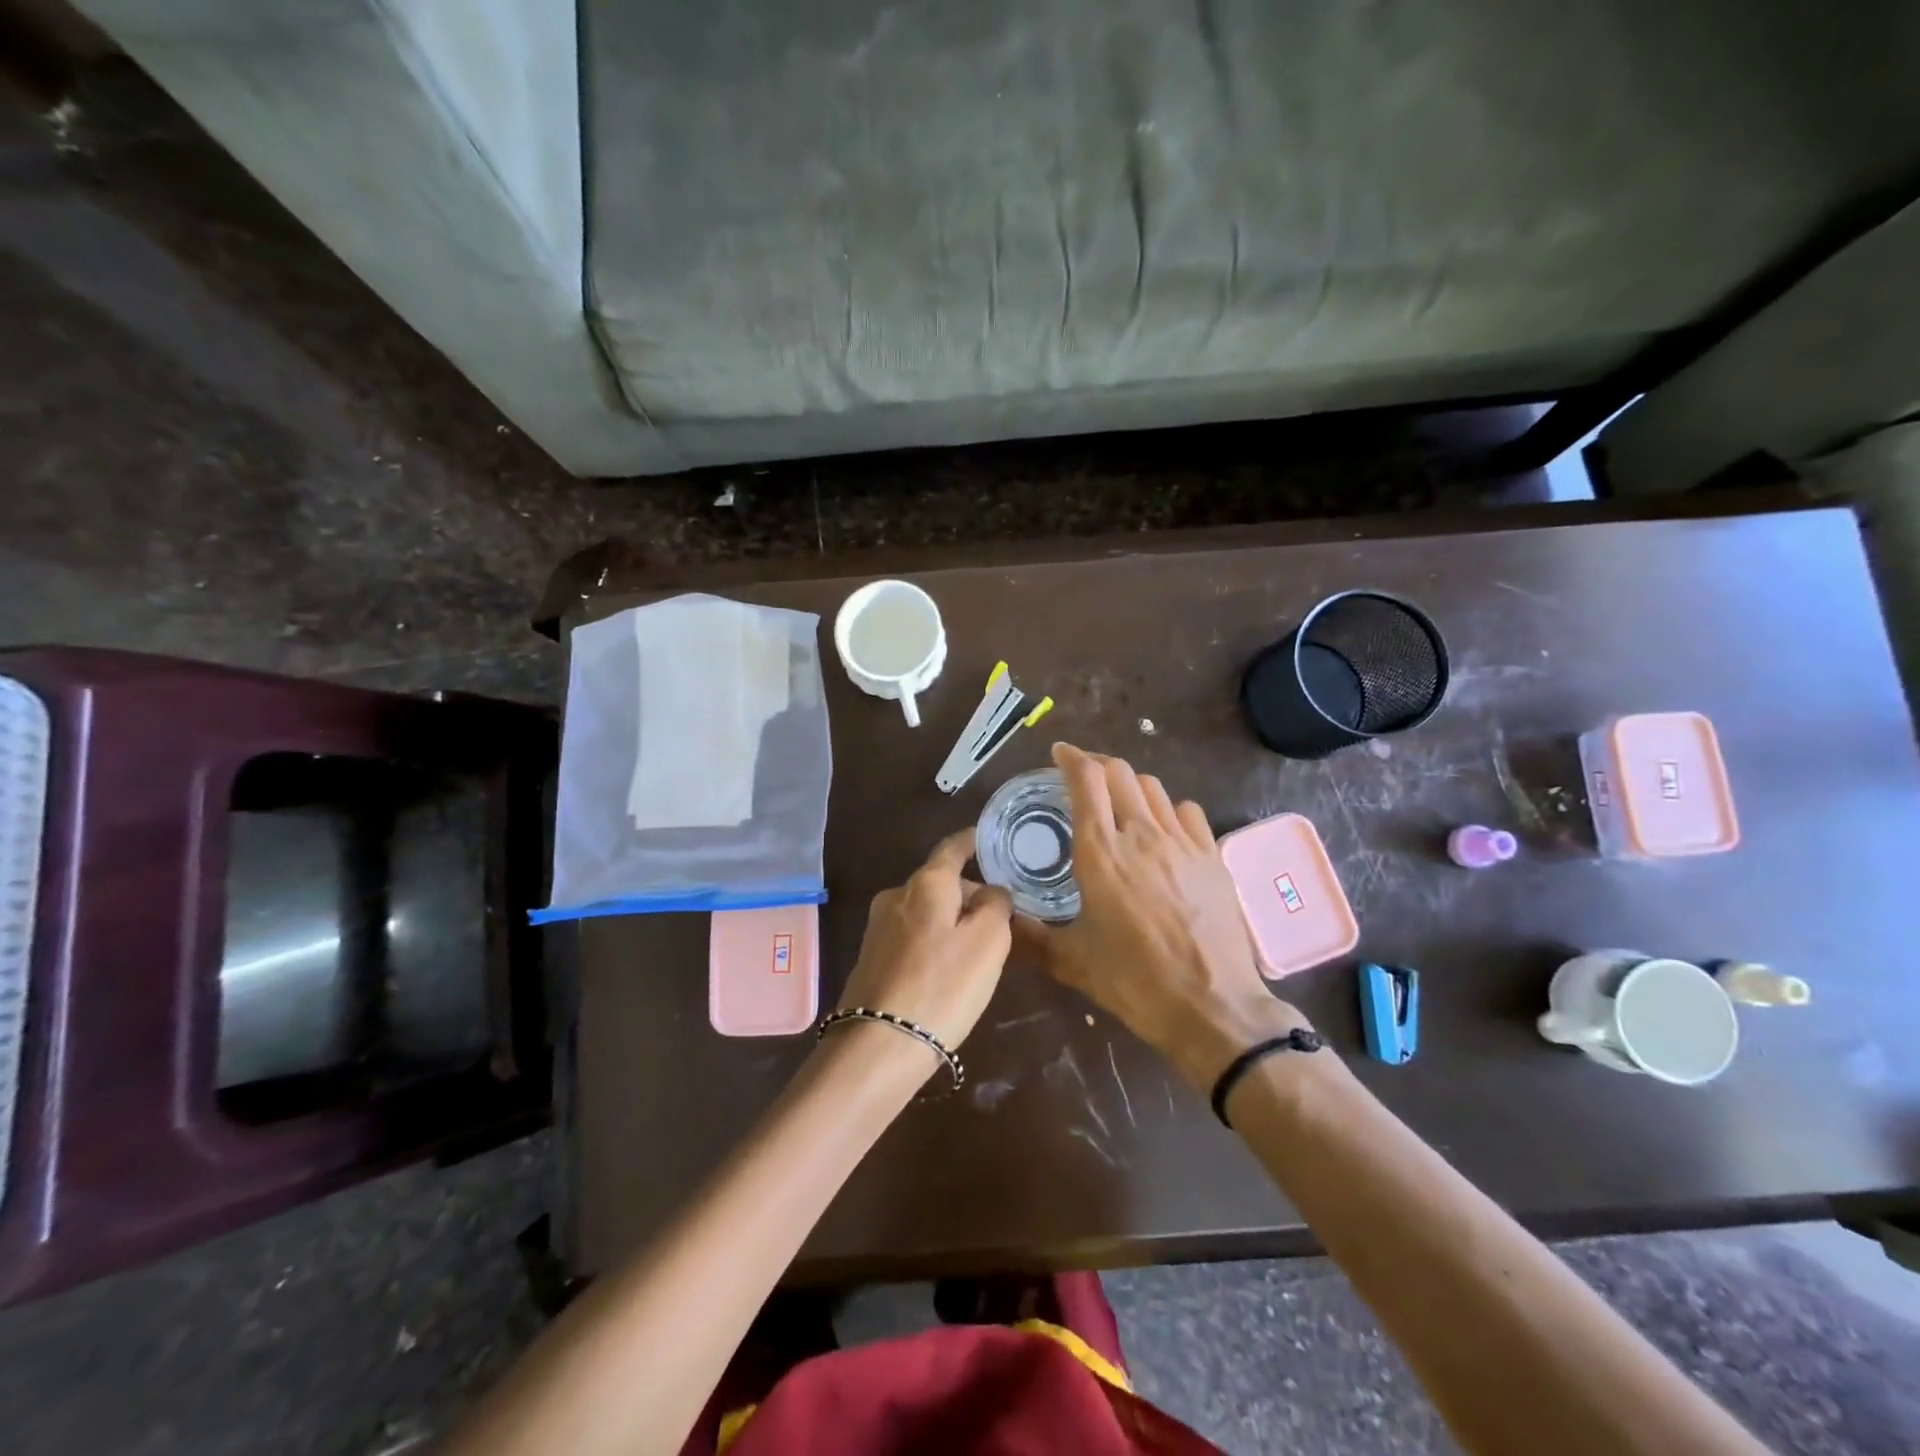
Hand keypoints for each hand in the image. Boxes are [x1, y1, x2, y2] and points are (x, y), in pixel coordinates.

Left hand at [833, 829, 1013, 1061]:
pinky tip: (947, 971)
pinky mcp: (871, 958)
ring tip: (979, 949)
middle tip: (1001, 918)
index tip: (994, 840)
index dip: (975, 841)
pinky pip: (912, 936)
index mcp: (926, 882)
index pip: (953, 847)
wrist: (879, 1045)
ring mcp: (878, 927)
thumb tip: (991, 891)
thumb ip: (996, 904)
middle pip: (940, 881)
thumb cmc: (943, 985)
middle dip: (969, 893)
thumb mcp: (988, 941)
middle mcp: (896, 895)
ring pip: (926, 910)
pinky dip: (933, 941)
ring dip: (952, 920)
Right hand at [1015, 743, 1308, 1088]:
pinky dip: (1167, 808)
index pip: (1086, 780)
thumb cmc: (1134, 982)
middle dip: (1097, 764)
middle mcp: (1141, 834)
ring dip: (1129, 784)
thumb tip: (998, 918)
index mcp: (1100, 853)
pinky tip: (1162, 828)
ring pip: (1153, 787)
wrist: (1211, 1007)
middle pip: (1119, 772)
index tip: (1059, 754)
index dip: (1070, 758)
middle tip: (1082, 776)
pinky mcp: (1211, 856)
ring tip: (1118, 800)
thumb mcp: (1070, 961)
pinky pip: (1187, 811)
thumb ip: (1028, 935)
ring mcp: (1181, 842)